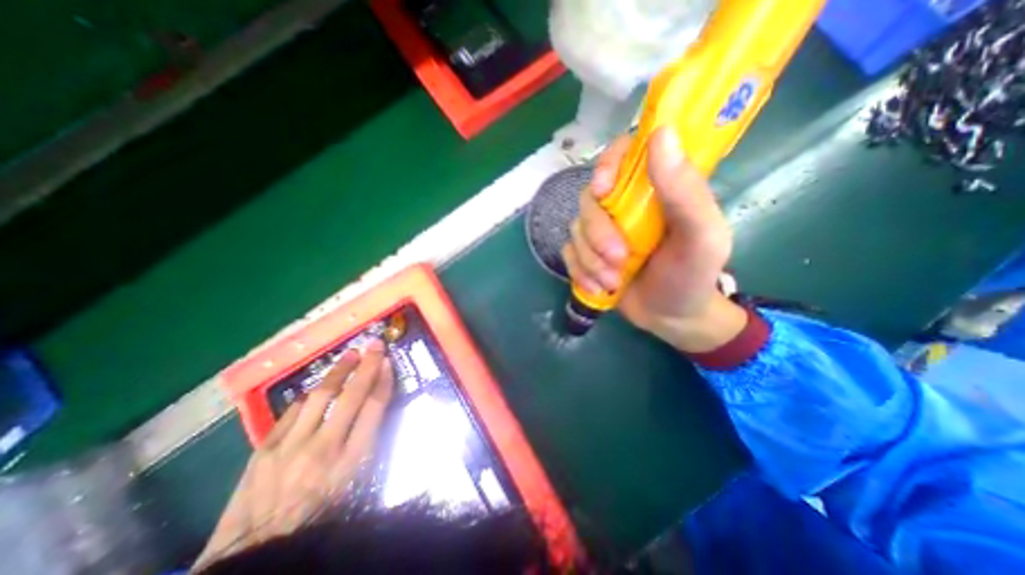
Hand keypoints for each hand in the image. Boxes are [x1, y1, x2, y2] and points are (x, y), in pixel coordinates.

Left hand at [194, 341, 393, 569]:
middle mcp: (324, 448)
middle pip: (351, 395)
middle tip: (373, 345)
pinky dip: (308, 397)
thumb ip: (366, 443)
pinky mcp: (263, 450)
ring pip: (320, 396)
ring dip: (338, 372)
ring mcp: (290, 447)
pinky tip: (315, 390)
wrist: (259, 551)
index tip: (388, 362)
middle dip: (366, 366)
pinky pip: (291, 412)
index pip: (374, 408)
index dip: (383, 381)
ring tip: (348, 357)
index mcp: (352, 461)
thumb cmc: (321, 517)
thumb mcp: (356, 484)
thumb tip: (374, 408)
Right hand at [559, 126, 745, 350]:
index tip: (603, 190)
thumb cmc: (692, 275)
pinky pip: (568, 254)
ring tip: (613, 282)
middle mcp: (624, 204)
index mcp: (655, 189)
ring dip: (591, 259)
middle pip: (590, 198)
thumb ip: (686, 191)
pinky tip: (598, 289)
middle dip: (598, 233)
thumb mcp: (702, 237)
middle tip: (619, 260)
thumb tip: (662, 132)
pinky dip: (580, 273)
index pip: (624, 153)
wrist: (671, 317)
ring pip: (576, 229)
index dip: (607, 164)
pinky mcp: (587, 254)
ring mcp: (601, 230)